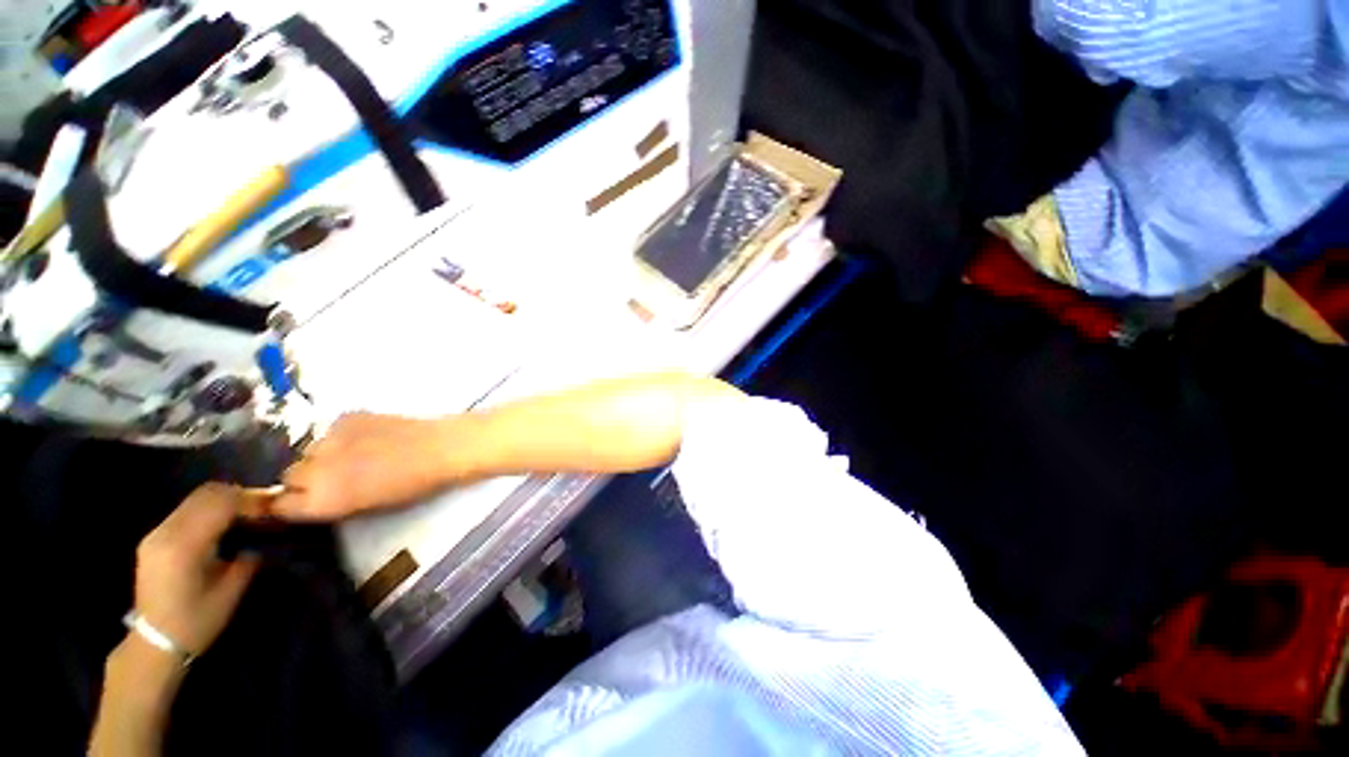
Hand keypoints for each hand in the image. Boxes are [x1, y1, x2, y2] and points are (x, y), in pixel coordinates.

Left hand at [133, 484, 259, 656]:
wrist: (154, 642)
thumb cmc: (196, 622)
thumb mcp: (229, 593)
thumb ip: (246, 559)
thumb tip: (262, 537)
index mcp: (184, 546)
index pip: (220, 504)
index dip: (250, 500)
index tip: (272, 508)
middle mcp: (166, 533)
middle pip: (206, 494)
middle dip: (238, 496)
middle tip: (261, 510)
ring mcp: (156, 534)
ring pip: (195, 499)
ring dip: (223, 501)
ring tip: (244, 516)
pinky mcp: (155, 537)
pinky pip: (186, 510)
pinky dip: (209, 510)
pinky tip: (221, 526)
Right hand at [273, 413, 465, 521]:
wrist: (441, 448)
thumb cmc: (413, 486)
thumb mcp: (367, 508)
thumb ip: (332, 504)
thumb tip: (313, 499)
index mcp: (320, 500)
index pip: (279, 505)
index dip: (291, 504)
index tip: (303, 501)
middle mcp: (314, 469)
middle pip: (290, 475)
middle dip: (307, 479)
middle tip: (333, 478)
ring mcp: (328, 438)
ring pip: (309, 450)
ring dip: (323, 455)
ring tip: (354, 455)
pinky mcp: (345, 416)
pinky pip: (330, 430)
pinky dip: (342, 435)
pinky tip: (368, 436)